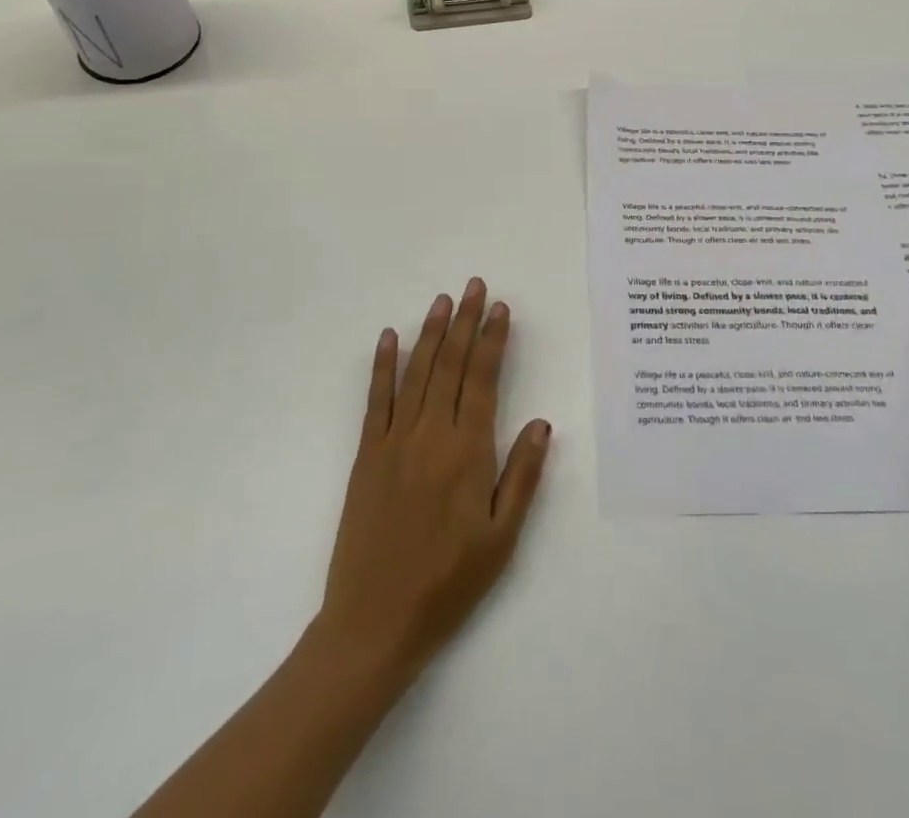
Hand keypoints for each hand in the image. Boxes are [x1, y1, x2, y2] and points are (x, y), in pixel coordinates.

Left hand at [314, 279, 551, 687]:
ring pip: (417, 373)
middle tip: (475, 286)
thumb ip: (522, 476)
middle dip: (466, 321)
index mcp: (468, 453)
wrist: (374, 624)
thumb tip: (541, 422)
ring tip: (444, 299)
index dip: (493, 340)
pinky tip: (390, 337)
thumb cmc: (448, 584)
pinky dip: (383, 365)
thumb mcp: (501, 539)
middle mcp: (431, 435)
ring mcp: (394, 441)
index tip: (501, 309)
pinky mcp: (367, 455)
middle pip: (451, 365)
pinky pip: (376, 400)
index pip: (483, 380)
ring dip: (431, 332)